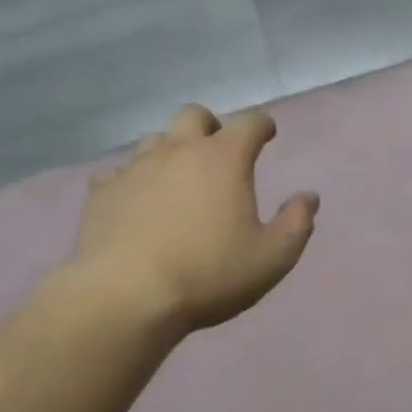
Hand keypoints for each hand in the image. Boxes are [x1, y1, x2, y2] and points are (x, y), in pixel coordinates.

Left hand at [71, 104, 318, 332]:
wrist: (127, 295)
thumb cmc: (209, 274)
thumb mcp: (271, 258)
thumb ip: (296, 223)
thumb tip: (309, 198)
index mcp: (224, 159)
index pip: (250, 123)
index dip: (262, 125)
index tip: (267, 133)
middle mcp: (178, 151)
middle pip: (194, 115)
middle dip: (210, 126)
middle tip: (217, 151)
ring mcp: (135, 168)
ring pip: (154, 140)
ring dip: (170, 150)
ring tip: (177, 179)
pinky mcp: (102, 192)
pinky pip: (118, 173)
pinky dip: (133, 181)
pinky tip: (136, 203)